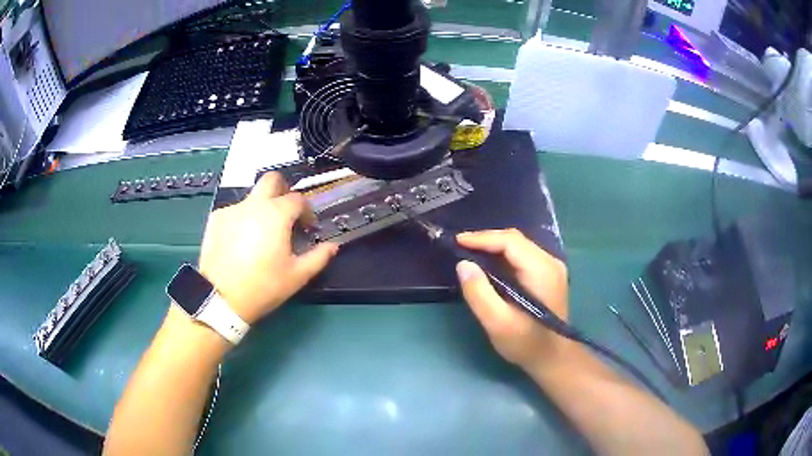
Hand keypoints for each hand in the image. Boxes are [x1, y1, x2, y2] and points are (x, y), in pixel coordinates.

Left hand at [198, 172, 337, 324]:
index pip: (298, 199)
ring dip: (262, 208)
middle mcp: (254, 204)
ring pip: (252, 197)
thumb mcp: (297, 276)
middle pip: (272, 180)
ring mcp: (232, 210)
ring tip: (262, 234)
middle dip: (283, 191)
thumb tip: (333, 246)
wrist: (220, 298)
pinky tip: (242, 241)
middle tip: (286, 213)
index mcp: (276, 214)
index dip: (307, 211)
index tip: (307, 227)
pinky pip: (235, 211)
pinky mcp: (216, 219)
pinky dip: (243, 219)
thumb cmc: (263, 287)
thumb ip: (319, 257)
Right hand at [456, 229, 568, 370]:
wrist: (552, 358)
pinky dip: (503, 256)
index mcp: (542, 270)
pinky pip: (522, 256)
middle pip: (515, 240)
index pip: (510, 241)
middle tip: (460, 248)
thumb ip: (479, 293)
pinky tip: (488, 265)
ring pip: (518, 246)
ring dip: (493, 247)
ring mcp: (551, 267)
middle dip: (486, 240)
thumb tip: (463, 264)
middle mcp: (550, 262)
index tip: (457, 242)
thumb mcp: (498, 323)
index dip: (482, 238)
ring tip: (469, 254)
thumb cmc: (526, 343)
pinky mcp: (548, 274)